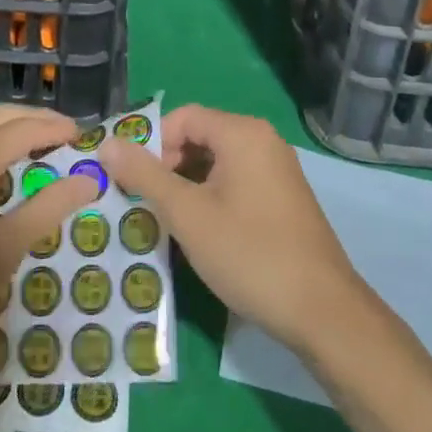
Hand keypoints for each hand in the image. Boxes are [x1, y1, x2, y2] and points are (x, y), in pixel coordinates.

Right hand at [98, 105, 364, 353]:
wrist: (324, 313)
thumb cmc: (250, 254)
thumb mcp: (188, 215)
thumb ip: (145, 176)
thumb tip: (107, 144)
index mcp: (242, 133)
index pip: (183, 117)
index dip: (153, 145)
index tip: (136, 183)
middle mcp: (263, 140)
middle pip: (200, 137)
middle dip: (168, 166)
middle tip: (149, 205)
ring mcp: (277, 170)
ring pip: (217, 163)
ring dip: (188, 186)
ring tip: (170, 223)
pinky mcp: (284, 198)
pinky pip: (236, 182)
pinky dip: (212, 198)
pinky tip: (203, 234)